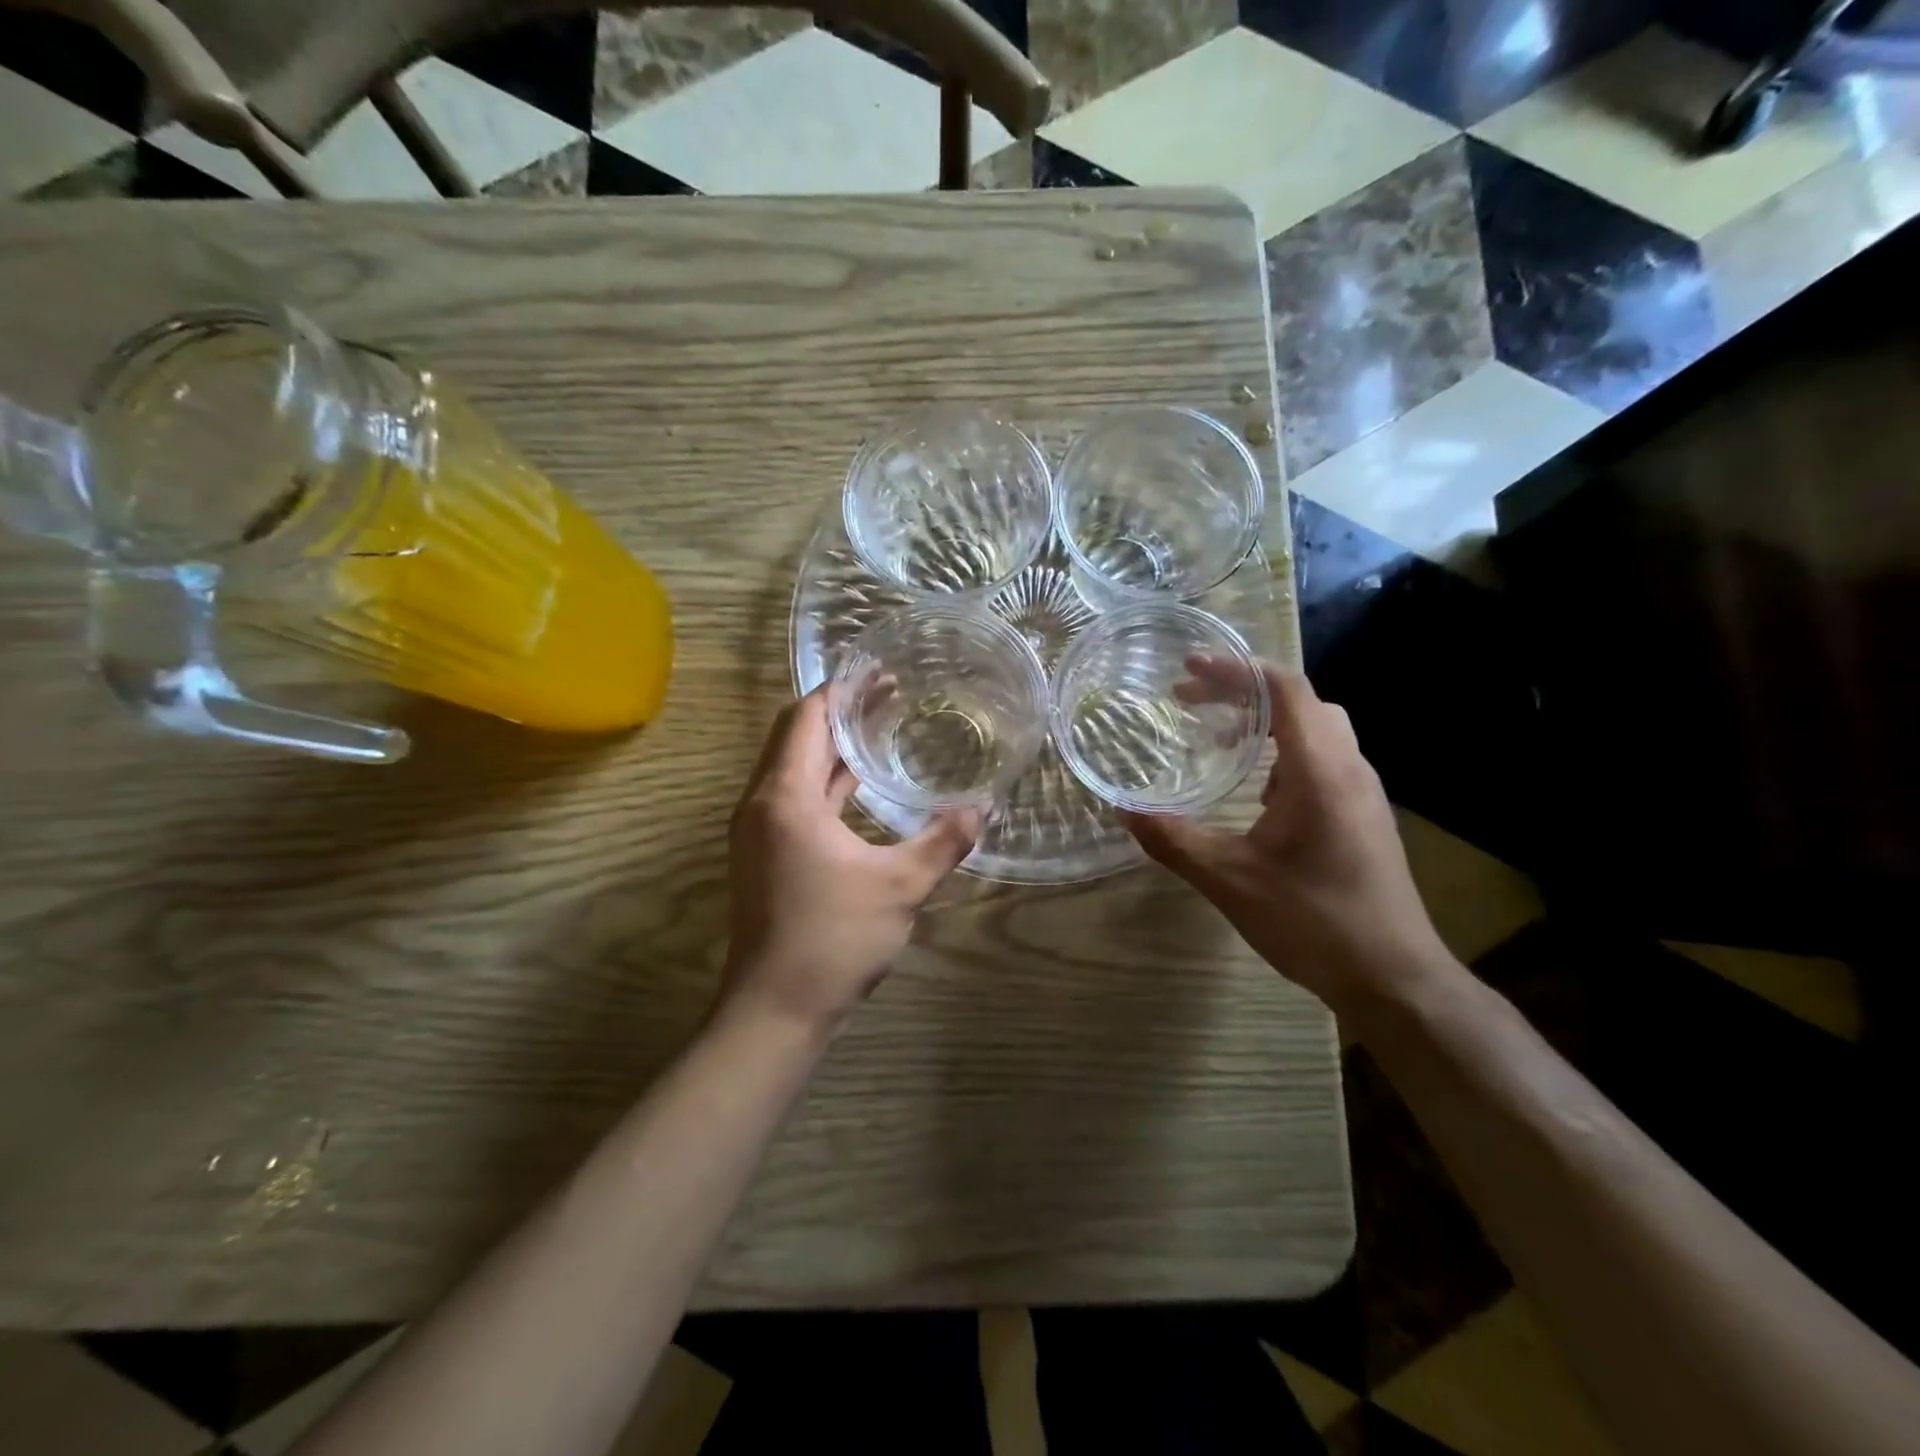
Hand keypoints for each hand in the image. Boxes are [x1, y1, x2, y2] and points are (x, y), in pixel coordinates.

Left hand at [721, 688, 979, 1032]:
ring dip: (833, 746)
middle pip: (795, 737)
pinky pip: (796, 798)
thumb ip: (943, 842)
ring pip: (794, 769)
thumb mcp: (900, 887)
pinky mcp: (767, 855)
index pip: (806, 719)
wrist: (775, 1011)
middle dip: (840, 712)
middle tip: (889, 693)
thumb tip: (983, 807)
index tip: (878, 673)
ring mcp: (760, 832)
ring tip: (880, 727)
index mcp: (785, 798)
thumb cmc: (832, 940)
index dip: (841, 691)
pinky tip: (861, 784)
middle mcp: (762, 804)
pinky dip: (826, 781)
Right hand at [1124, 660, 1450, 1015]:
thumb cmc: (1314, 921)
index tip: (1188, 670)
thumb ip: (1174, 840)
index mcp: (1320, 771)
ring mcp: (1362, 793)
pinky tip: (1256, 791)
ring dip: (1266, 721)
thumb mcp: (1230, 880)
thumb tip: (1123, 811)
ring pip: (1316, 729)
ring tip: (1218, 739)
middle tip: (1192, 702)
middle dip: (1243, 691)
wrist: (1394, 978)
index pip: (1286, 689)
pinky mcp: (1363, 816)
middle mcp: (1348, 769)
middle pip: (1301, 701)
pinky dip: (1283, 752)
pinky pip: (1323, 759)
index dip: (1236, 670)